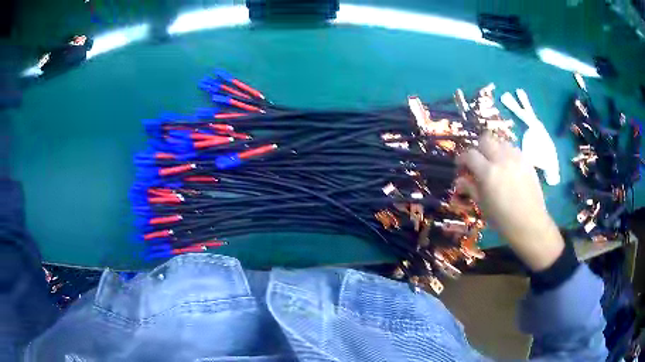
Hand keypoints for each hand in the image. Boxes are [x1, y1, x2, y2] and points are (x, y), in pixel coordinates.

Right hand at [456, 134, 563, 271]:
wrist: (530, 223)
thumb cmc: (503, 220)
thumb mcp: (483, 206)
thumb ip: (471, 188)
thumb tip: (459, 180)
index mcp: (488, 173)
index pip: (470, 154)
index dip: (462, 158)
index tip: (461, 166)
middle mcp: (502, 159)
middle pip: (485, 139)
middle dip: (478, 148)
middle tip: (478, 162)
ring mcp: (516, 158)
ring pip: (500, 141)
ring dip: (494, 149)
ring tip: (494, 163)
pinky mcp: (527, 160)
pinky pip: (513, 149)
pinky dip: (506, 153)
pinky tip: (508, 167)